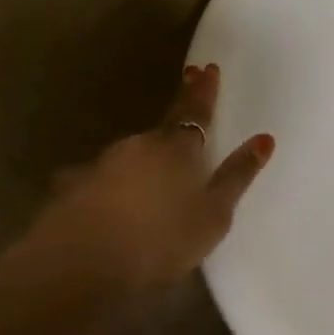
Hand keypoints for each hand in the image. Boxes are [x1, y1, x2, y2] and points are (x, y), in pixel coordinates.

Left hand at [21, 63, 273, 292]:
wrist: (80, 266)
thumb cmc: (161, 240)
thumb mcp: (214, 214)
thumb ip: (237, 176)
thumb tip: (264, 139)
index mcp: (177, 148)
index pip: (195, 110)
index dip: (203, 91)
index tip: (206, 68)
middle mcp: (138, 146)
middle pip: (160, 131)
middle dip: (172, 125)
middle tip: (181, 115)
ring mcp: (99, 166)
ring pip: (127, 156)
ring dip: (139, 162)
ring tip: (145, 181)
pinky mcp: (69, 190)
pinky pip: (94, 181)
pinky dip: (105, 187)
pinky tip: (102, 205)